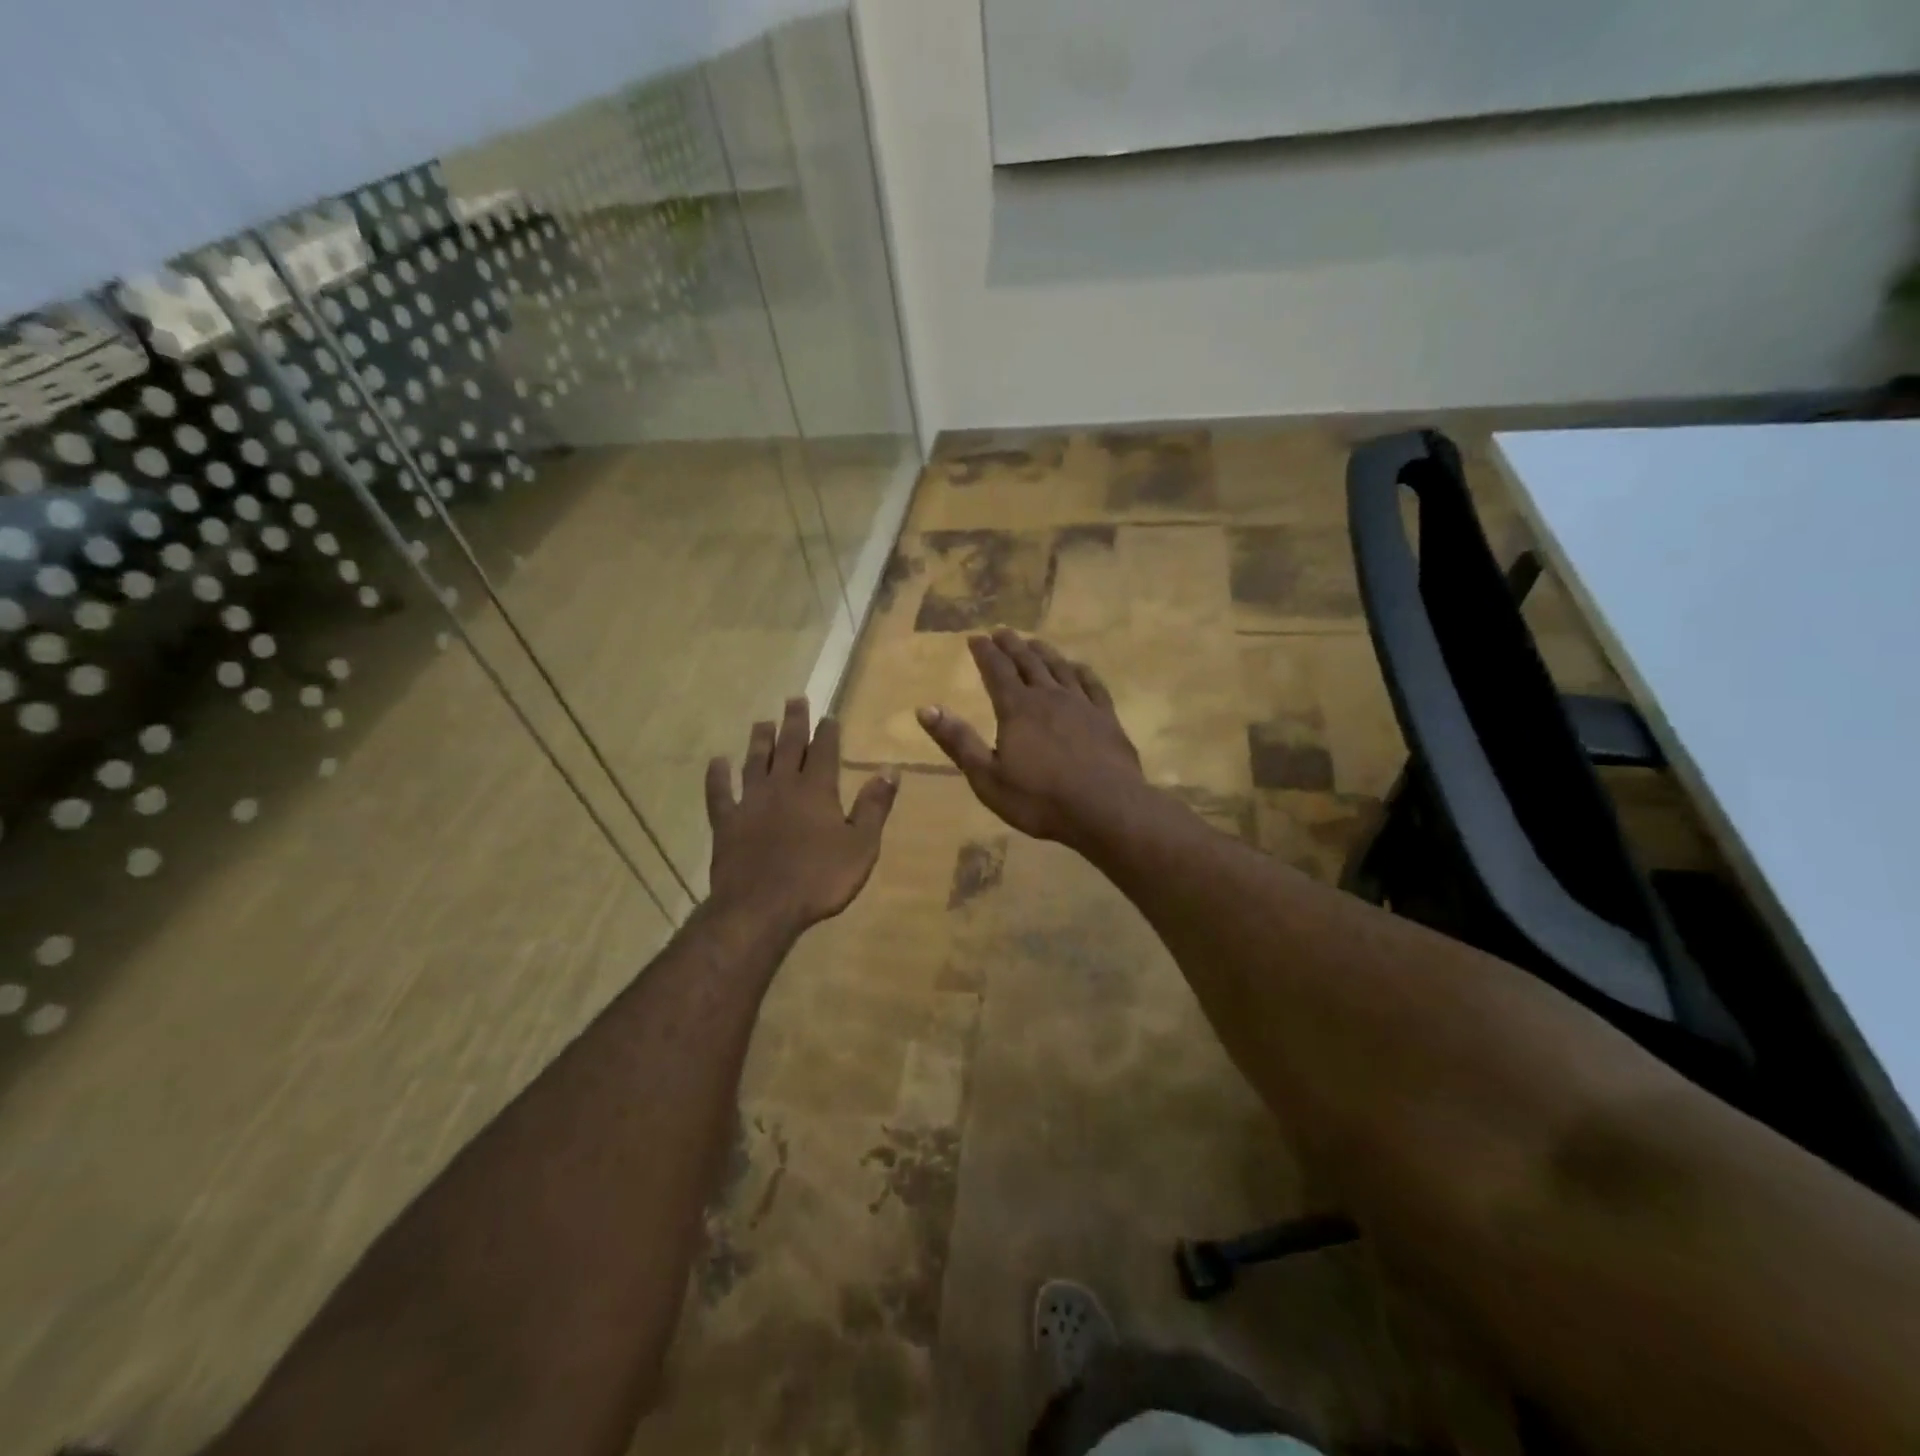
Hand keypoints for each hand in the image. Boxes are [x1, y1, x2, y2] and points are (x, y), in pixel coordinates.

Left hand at [706, 698, 898, 933]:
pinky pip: (719, 793)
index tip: (828, 714)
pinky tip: (717, 762)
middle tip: (794, 699)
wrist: (762, 908)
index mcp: (817, 790)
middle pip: (789, 746)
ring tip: (762, 722)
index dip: (827, 731)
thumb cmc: (819, 879)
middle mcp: (782, 786)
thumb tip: (890, 770)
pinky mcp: (726, 823)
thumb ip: (875, 806)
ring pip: (754, 762)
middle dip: (794, 722)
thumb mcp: (861, 845)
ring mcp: (750, 802)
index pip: (824, 751)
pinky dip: (717, 776)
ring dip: (760, 741)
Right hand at [916, 630, 1145, 845]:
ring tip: (1034, 642)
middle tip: (1001, 631)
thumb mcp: (987, 777)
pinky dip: (1081, 671)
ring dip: (1044, 652)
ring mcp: (1081, 704)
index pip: (996, 671)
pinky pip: (1092, 684)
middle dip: (1011, 646)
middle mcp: (1048, 696)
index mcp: (1016, 708)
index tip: (975, 638)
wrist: (1105, 809)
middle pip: (1028, 662)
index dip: (984, 653)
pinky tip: (1078, 668)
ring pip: (1059, 668)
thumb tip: (925, 708)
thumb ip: (958, 741)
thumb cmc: (1039, 799)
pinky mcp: (1107, 717)